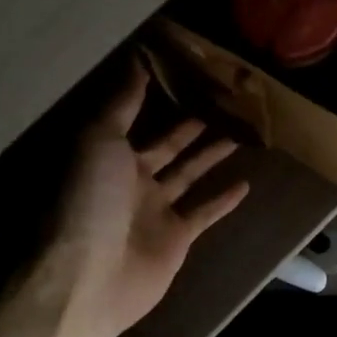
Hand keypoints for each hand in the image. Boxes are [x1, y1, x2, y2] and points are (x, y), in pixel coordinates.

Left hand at [0, 62, 248, 336]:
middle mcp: (132, 180)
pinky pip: (204, 213)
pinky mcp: (177, 238)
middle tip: (224, 103)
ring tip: (240, 134)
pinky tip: (246, 184)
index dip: (160, 98)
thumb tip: (138, 59)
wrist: (90, 277)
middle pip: (169, 146)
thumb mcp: (100, 140)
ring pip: (190, 175)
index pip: (138, 118)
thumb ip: (122, 103)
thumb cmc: (90, 201)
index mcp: (109, 154)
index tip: (189, 75)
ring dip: (212, 156)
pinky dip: (223, 200)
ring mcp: (156, 210)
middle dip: (192, 126)